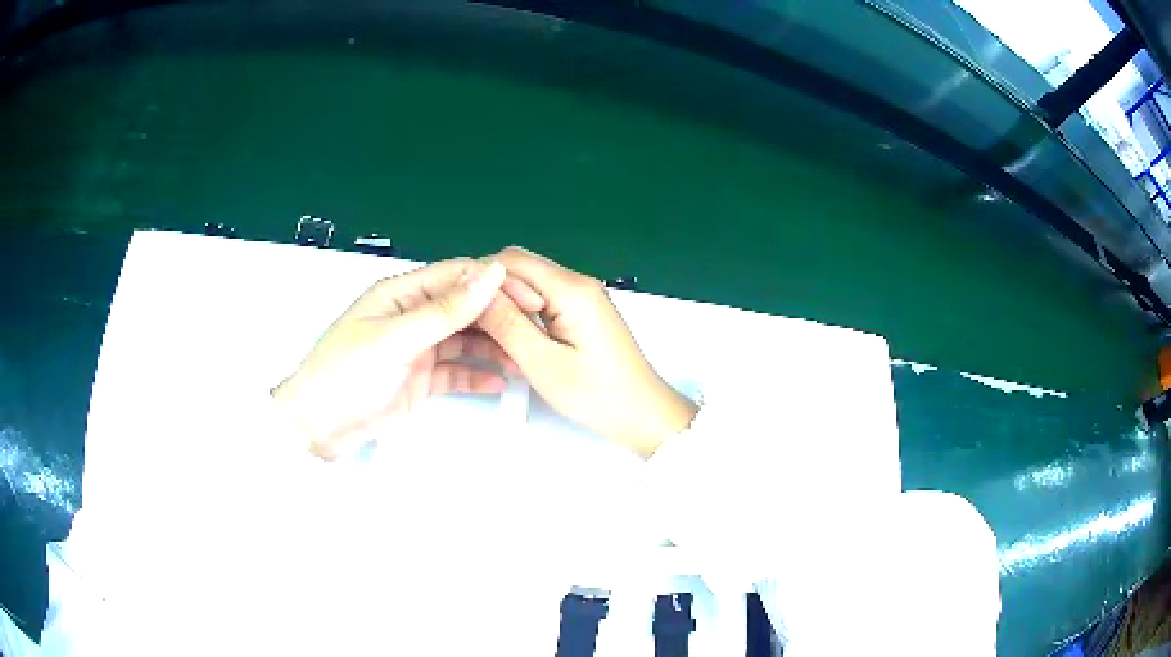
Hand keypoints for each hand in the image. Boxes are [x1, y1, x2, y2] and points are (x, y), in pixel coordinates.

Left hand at [272, 258, 544, 459]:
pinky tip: (500, 382)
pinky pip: (456, 371)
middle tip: (534, 334)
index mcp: (402, 293)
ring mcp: (418, 349)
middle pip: (465, 308)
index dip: (495, 284)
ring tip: (525, 361)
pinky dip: (477, 375)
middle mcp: (413, 316)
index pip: (458, 276)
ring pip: (464, 340)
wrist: (318, 428)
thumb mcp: (396, 339)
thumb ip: (445, 310)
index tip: (531, 299)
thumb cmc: (347, 374)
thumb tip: (492, 272)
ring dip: (493, 348)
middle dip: (498, 318)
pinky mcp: (420, 379)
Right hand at [476, 247, 697, 457]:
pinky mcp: (584, 312)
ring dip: (507, 306)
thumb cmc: (597, 395)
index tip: (461, 310)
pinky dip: (525, 316)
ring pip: (530, 286)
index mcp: (570, 289)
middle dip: (492, 293)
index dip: (480, 280)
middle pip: (520, 269)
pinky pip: (544, 301)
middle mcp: (578, 283)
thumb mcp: (543, 364)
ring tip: (491, 339)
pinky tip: (516, 342)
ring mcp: (583, 296)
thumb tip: (475, 292)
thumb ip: (507, 324)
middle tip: (473, 328)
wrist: (644, 414)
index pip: (511, 261)